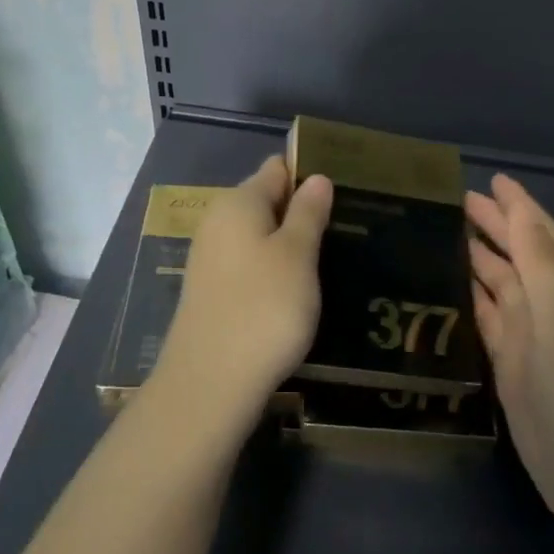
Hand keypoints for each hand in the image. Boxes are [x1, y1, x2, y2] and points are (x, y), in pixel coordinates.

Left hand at [149, 157, 333, 439]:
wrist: (210, 384)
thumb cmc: (263, 308)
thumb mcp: (297, 255)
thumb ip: (307, 213)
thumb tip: (317, 177)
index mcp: (238, 203)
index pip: (276, 169)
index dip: (308, 174)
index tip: (342, 188)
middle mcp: (218, 223)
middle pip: (266, 202)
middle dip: (301, 210)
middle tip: (344, 225)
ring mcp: (211, 259)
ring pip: (259, 236)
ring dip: (289, 243)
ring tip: (329, 256)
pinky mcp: (212, 291)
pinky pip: (250, 264)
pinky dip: (274, 269)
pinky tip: (297, 289)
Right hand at [467, 174, 553, 517]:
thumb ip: (538, 256)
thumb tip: (517, 209)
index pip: (540, 231)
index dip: (517, 205)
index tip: (491, 180)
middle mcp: (550, 301)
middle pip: (516, 252)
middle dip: (492, 225)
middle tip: (456, 201)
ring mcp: (528, 331)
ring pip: (498, 281)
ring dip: (476, 256)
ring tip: (444, 231)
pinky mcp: (508, 359)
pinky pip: (485, 315)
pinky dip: (469, 295)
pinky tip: (448, 280)